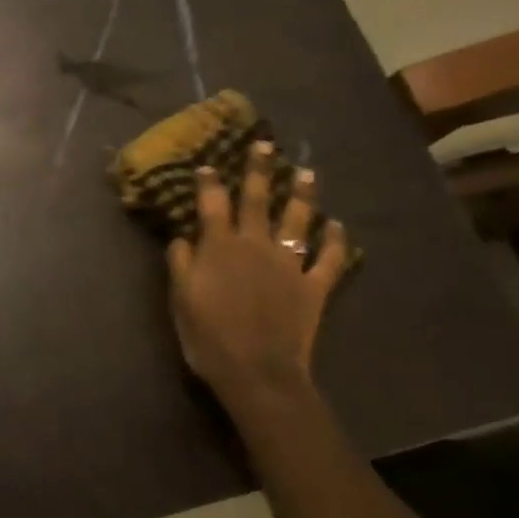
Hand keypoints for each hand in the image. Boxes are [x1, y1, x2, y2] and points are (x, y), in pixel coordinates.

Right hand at [166, 143, 353, 408]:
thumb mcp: (180, 299)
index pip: (212, 203)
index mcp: (220, 246)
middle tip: (264, 144)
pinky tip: (338, 227)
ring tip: (306, 173)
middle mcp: (256, 245)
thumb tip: (182, 236)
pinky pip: (330, 259)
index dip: (208, 182)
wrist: (258, 373)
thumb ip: (179, 263)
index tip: (206, 165)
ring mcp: (289, 264)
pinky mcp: (314, 287)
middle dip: (259, 169)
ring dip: (302, 195)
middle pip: (257, 199)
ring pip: (298, 220)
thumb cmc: (209, 336)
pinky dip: (337, 242)